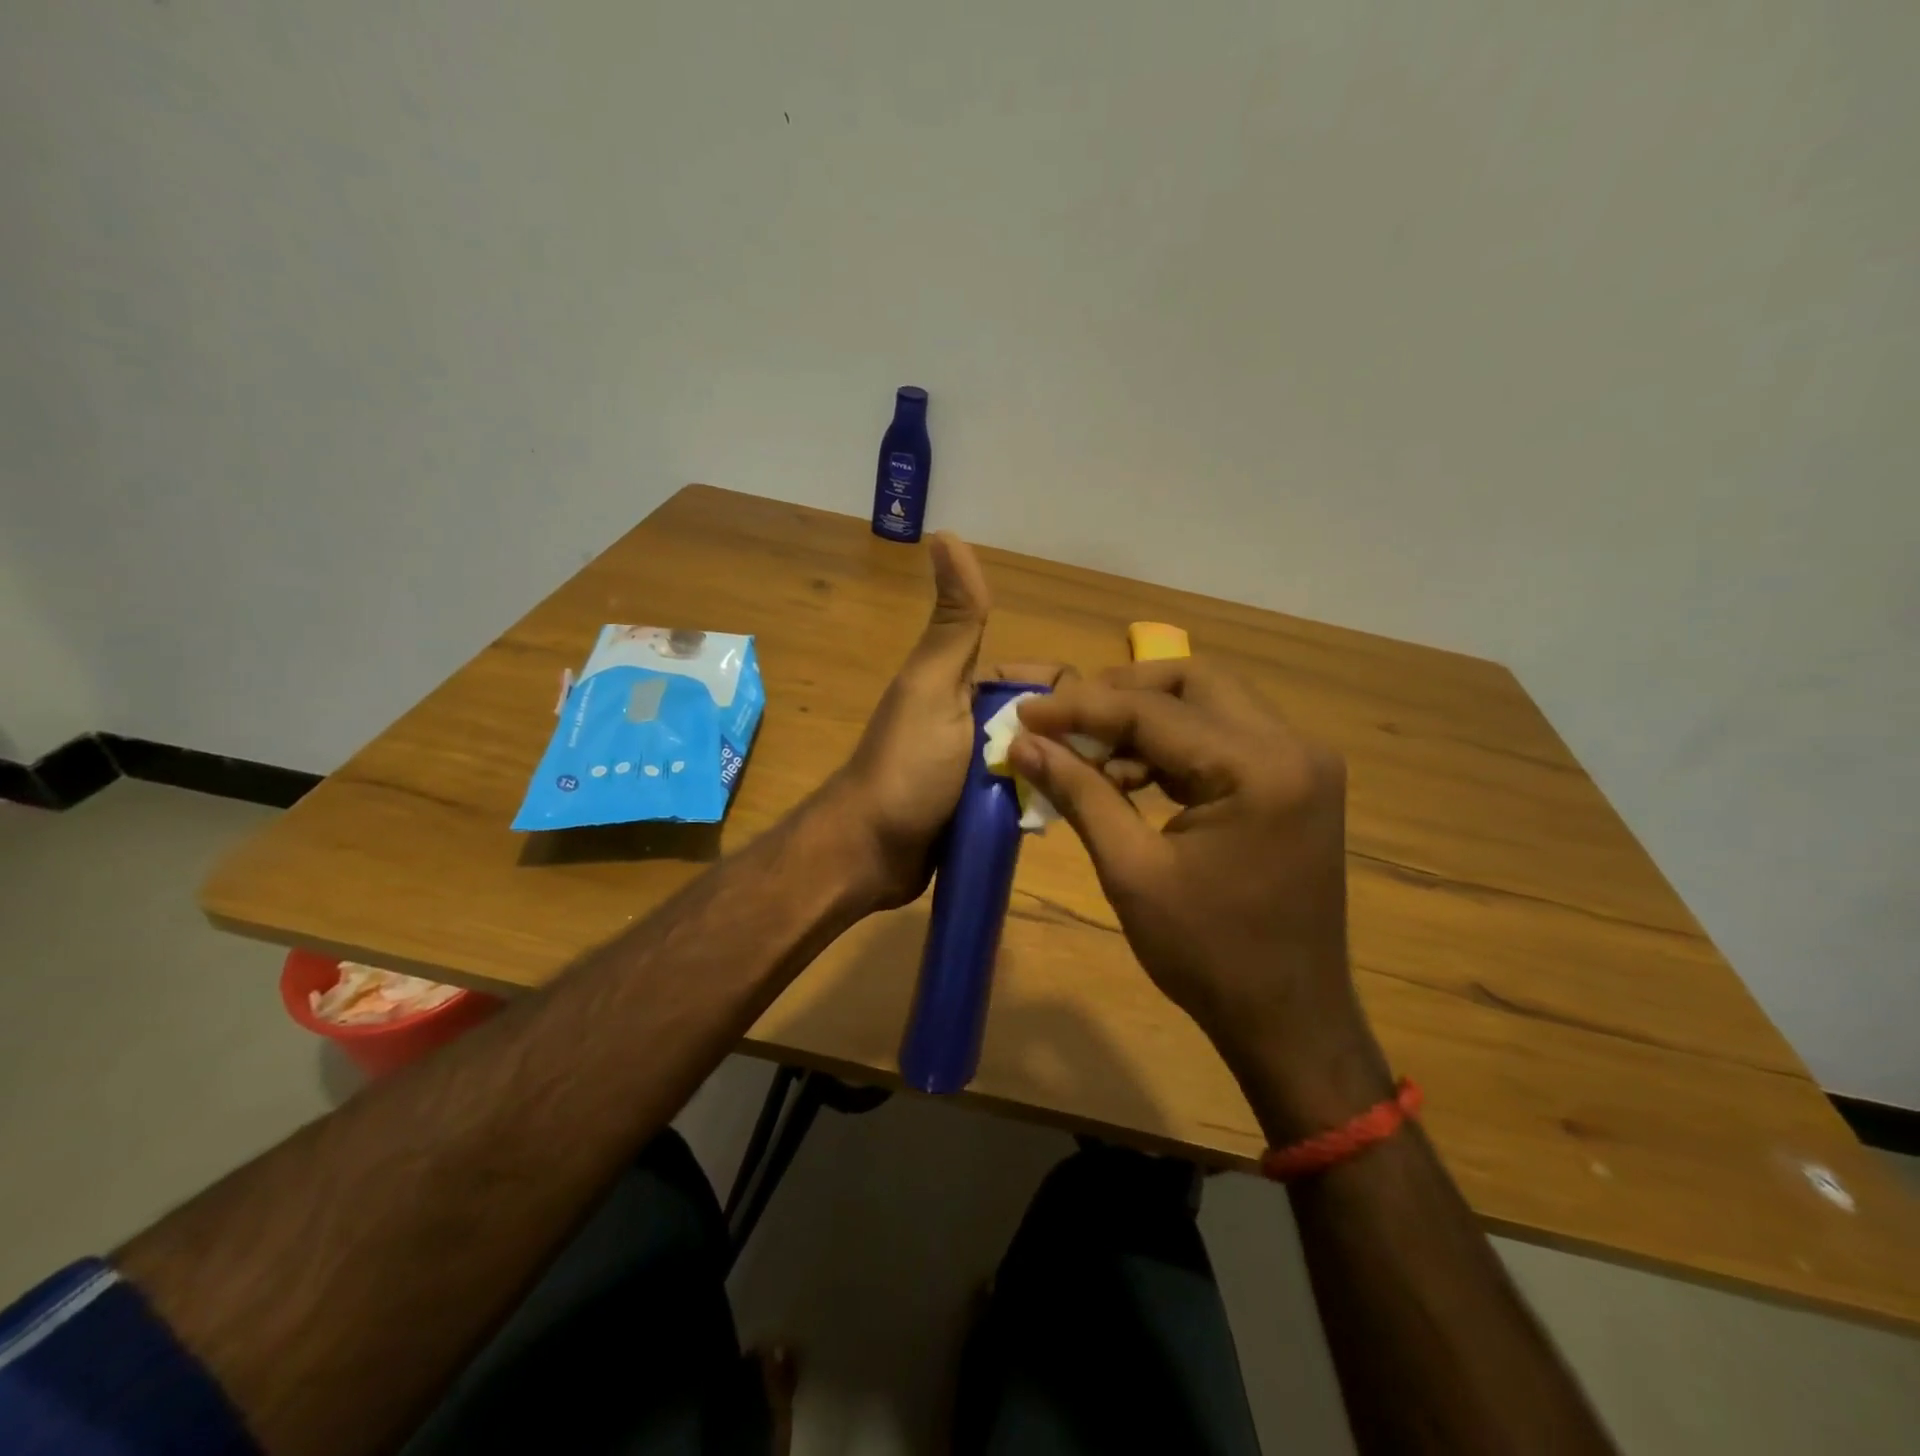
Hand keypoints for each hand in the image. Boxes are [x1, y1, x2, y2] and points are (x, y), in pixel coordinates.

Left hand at [828, 532, 1066, 909]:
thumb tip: (945, 532)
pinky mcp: (984, 814)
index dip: (1070, 698)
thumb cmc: (907, 767)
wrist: (869, 853)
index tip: (1090, 728)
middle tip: (1092, 773)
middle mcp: (979, 725)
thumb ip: (954, 621)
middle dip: (1072, 742)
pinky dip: (1045, 805)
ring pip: (1046, 763)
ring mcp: (983, 772)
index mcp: (970, 687)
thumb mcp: (934, 687)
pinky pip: (1030, 800)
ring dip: (1063, 777)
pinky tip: (1068, 819)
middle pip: (1051, 724)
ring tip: (1087, 800)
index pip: (1045, 680)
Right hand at [1010, 660, 1392, 1142]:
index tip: (1024, 711)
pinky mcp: (1294, 782)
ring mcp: (1301, 762)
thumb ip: (1079, 793)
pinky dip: (1173, 746)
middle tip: (1064, 720)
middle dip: (1120, 693)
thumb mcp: (1131, 871)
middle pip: (1192, 682)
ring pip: (1209, 703)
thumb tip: (1023, 744)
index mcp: (1259, 768)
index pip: (1154, 711)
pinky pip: (1224, 738)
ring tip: (1089, 758)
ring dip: (1146, 719)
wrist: (1288, 1019)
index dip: (1080, 707)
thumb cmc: (1207, 954)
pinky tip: (1130, 777)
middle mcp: (1292, 746)